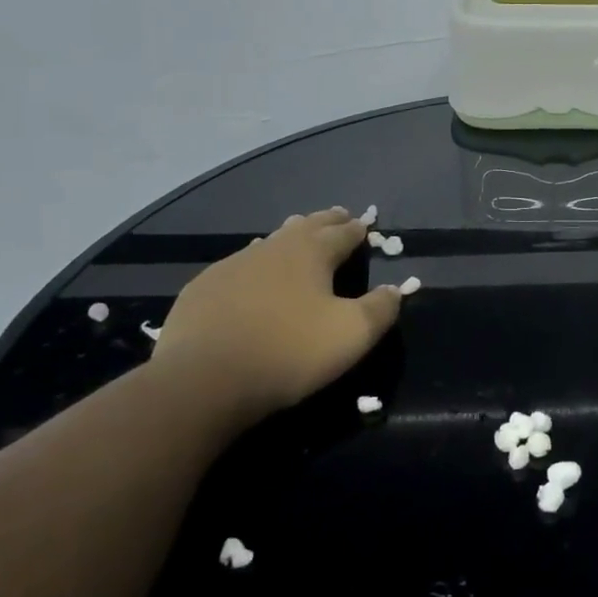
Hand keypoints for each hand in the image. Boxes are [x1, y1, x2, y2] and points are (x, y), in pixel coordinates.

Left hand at [149, 208, 401, 418]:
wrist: (202, 380)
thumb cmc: (288, 352)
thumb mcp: (352, 334)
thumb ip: (380, 308)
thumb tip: (394, 289)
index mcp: (311, 252)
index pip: (342, 233)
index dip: (358, 229)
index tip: (366, 224)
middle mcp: (273, 248)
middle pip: (306, 226)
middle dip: (326, 221)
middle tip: (339, 216)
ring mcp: (233, 266)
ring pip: (270, 242)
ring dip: (289, 238)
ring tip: (298, 235)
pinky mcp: (203, 289)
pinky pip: (239, 266)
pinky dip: (256, 264)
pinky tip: (252, 274)